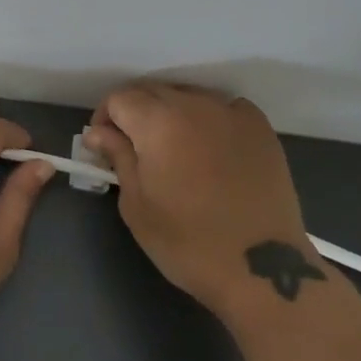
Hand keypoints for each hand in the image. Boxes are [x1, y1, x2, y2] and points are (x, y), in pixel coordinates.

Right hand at [83, 82, 319, 318]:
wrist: (262, 269)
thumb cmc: (188, 243)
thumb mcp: (137, 205)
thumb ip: (118, 157)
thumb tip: (98, 133)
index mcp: (157, 122)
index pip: (119, 98)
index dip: (104, 118)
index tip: (104, 147)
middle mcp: (194, 105)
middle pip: (152, 91)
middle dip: (135, 113)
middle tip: (133, 149)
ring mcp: (232, 113)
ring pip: (188, 96)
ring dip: (171, 113)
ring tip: (173, 149)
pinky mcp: (260, 128)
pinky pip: (223, 107)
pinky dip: (208, 118)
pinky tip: (210, 147)